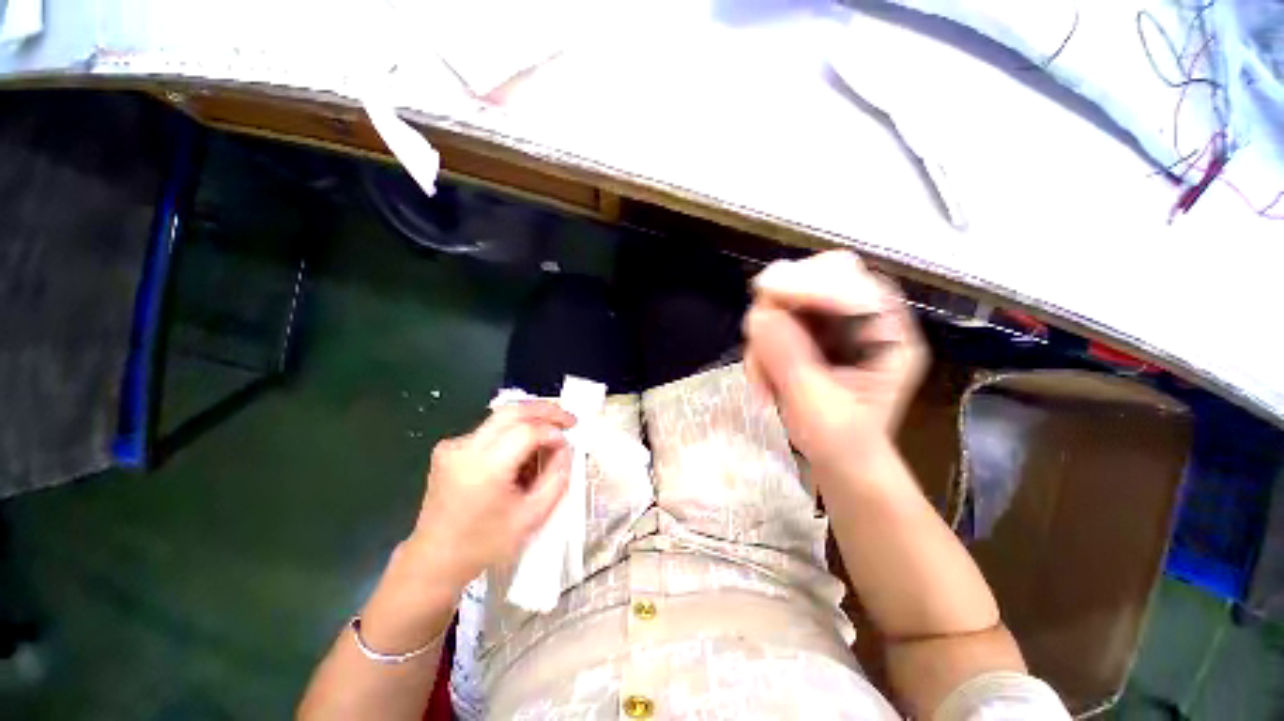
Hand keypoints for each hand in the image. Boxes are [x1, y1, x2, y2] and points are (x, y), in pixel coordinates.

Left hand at [406, 401, 576, 591]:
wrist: (434, 559)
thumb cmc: (485, 544)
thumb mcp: (533, 516)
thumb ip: (557, 477)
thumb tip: (564, 448)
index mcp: (485, 469)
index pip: (527, 431)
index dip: (553, 432)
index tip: (567, 443)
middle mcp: (465, 449)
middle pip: (513, 411)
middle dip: (545, 410)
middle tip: (568, 420)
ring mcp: (453, 446)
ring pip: (501, 416)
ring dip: (530, 420)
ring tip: (550, 434)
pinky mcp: (449, 448)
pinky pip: (490, 430)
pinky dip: (512, 432)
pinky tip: (523, 450)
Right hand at [743, 251, 926, 471]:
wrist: (839, 463)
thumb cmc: (841, 444)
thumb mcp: (817, 408)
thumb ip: (790, 359)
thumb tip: (759, 315)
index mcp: (887, 337)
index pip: (852, 285)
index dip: (809, 283)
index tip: (766, 291)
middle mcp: (863, 321)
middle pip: (818, 280)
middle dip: (781, 306)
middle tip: (757, 336)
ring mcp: (833, 326)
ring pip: (788, 301)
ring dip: (764, 335)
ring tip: (762, 380)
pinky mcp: (809, 333)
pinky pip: (774, 321)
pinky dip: (761, 345)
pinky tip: (762, 376)